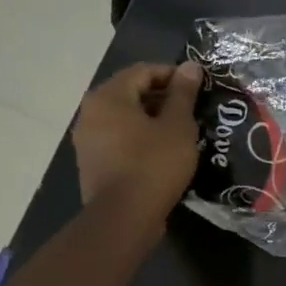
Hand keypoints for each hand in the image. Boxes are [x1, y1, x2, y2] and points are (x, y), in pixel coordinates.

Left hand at [73, 60, 202, 219]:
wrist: (123, 219)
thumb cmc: (153, 164)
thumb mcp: (177, 125)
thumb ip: (183, 93)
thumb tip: (191, 66)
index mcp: (108, 96)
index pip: (143, 71)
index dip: (173, 75)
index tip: (197, 87)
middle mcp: (90, 112)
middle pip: (131, 93)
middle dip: (162, 98)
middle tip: (192, 110)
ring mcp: (87, 140)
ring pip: (124, 118)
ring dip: (152, 119)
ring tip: (181, 131)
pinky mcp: (91, 163)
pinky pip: (118, 139)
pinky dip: (139, 138)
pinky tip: (162, 152)